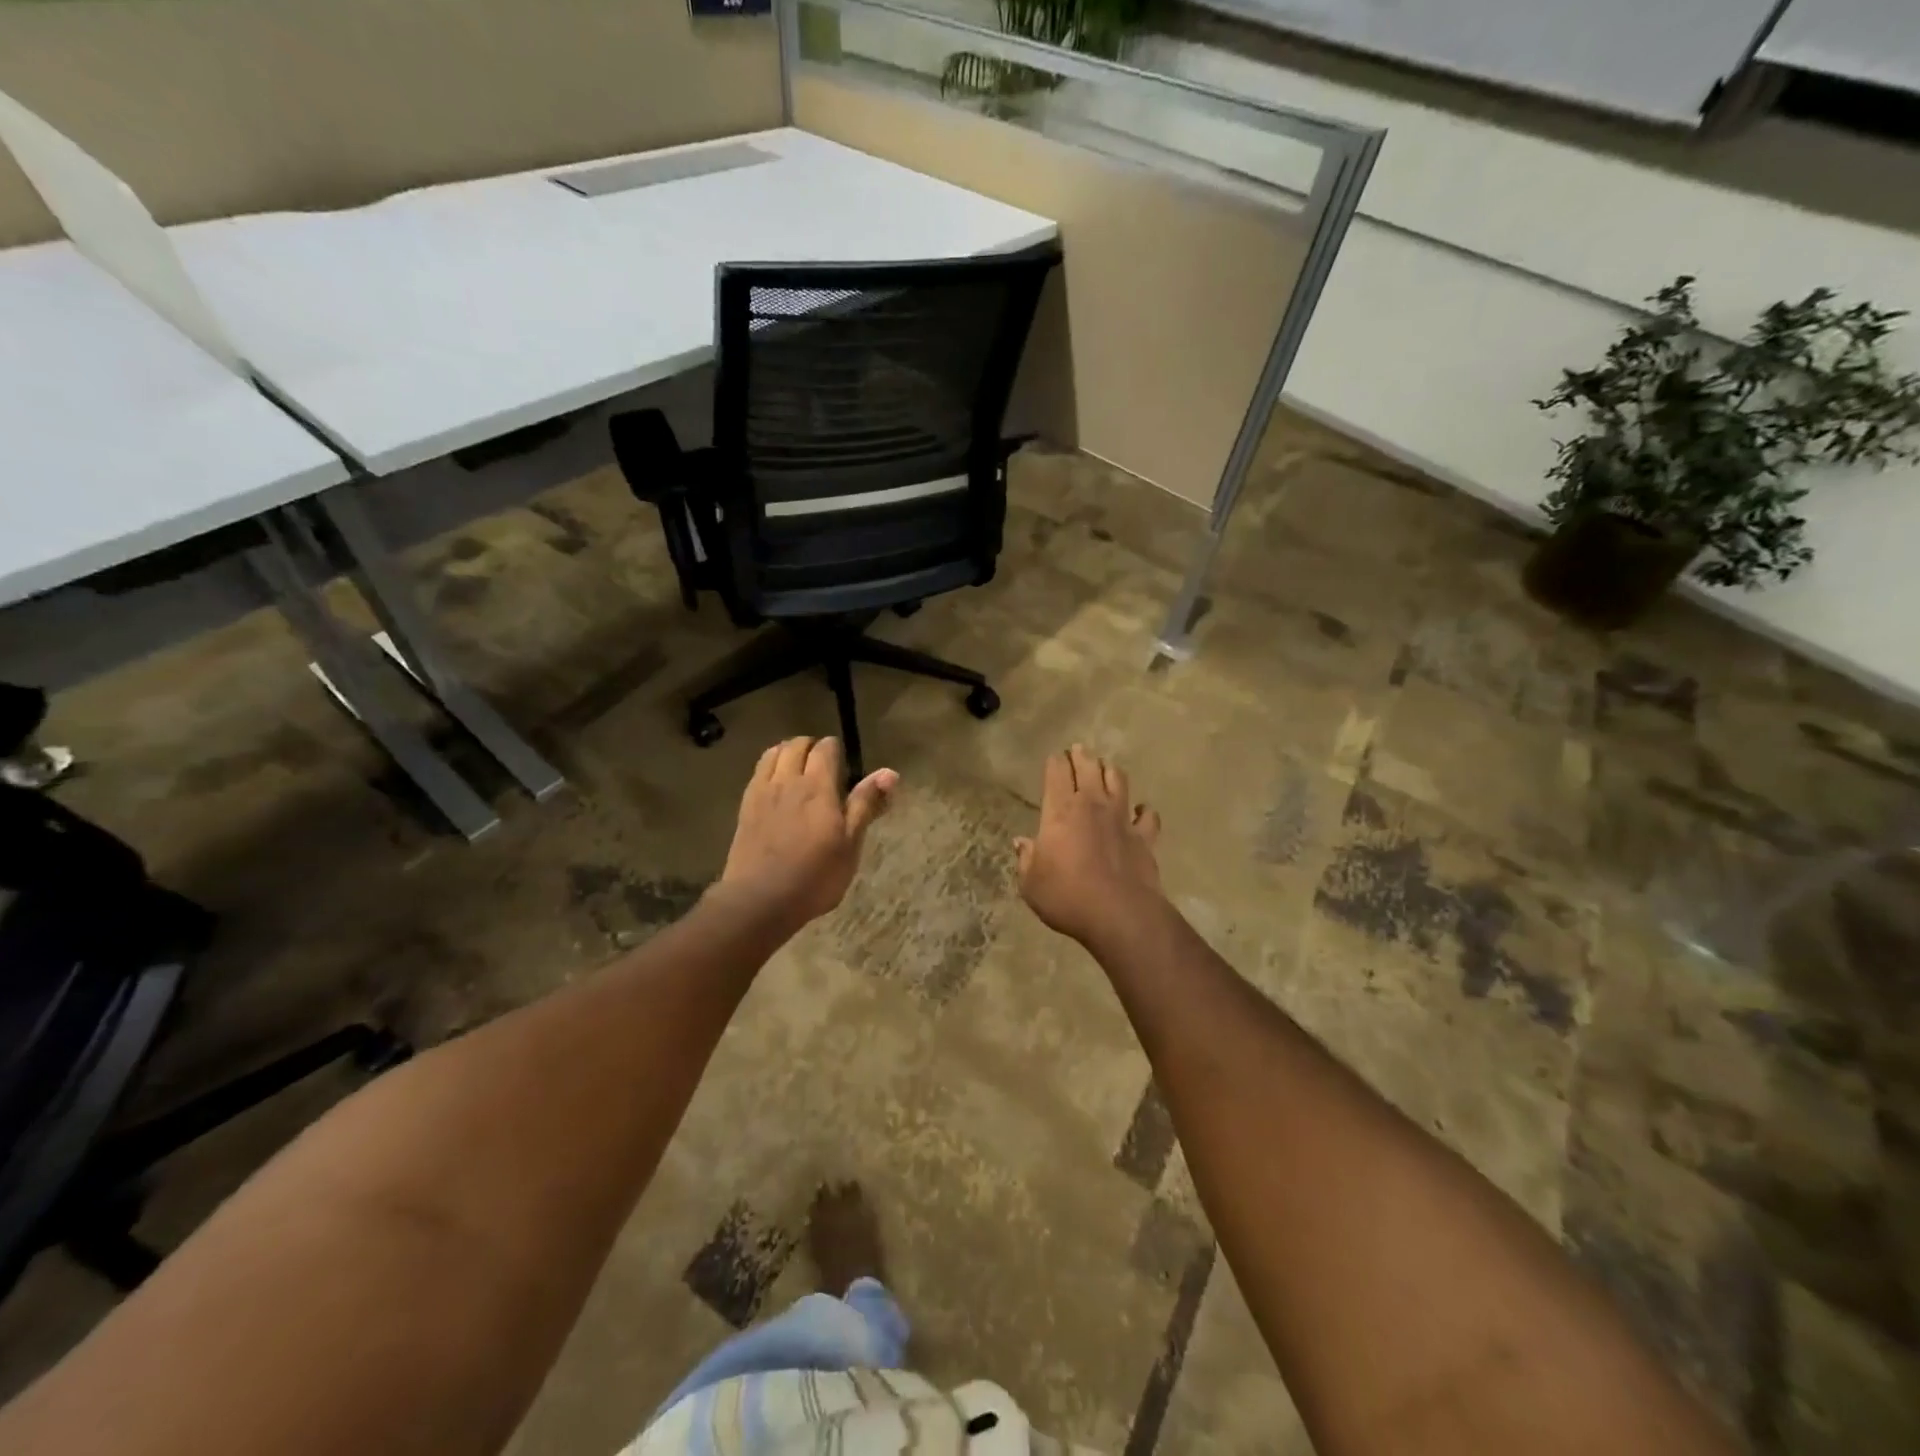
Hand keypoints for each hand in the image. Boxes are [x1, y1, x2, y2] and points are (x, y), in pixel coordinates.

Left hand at [715, 737, 896, 931]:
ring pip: (773, 753)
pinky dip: (770, 767)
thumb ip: (866, 804)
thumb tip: (889, 773)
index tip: (845, 766)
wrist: (759, 900)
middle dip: (811, 747)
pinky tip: (777, 787)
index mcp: (817, 787)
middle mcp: (788, 781)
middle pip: (796, 745)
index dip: (836, 750)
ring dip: (788, 752)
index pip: (826, 748)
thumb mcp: (850, 844)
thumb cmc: (815, 876)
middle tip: (824, 766)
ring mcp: (762, 792)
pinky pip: (758, 772)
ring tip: (799, 769)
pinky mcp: (745, 807)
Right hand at [1015, 745, 1163, 948]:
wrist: (1119, 914)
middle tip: (1078, 750)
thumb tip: (1022, 843)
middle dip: (1082, 756)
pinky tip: (1141, 811)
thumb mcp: (1031, 883)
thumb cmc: (1066, 896)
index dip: (1055, 762)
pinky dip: (1144, 810)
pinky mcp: (1145, 837)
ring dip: (1111, 772)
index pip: (1057, 773)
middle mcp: (1092, 805)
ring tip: (1106, 769)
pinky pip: (1148, 816)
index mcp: (1060, 811)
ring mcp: (1122, 819)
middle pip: (1089, 768)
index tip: (1054, 758)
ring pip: (1119, 781)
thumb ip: (1026, 859)